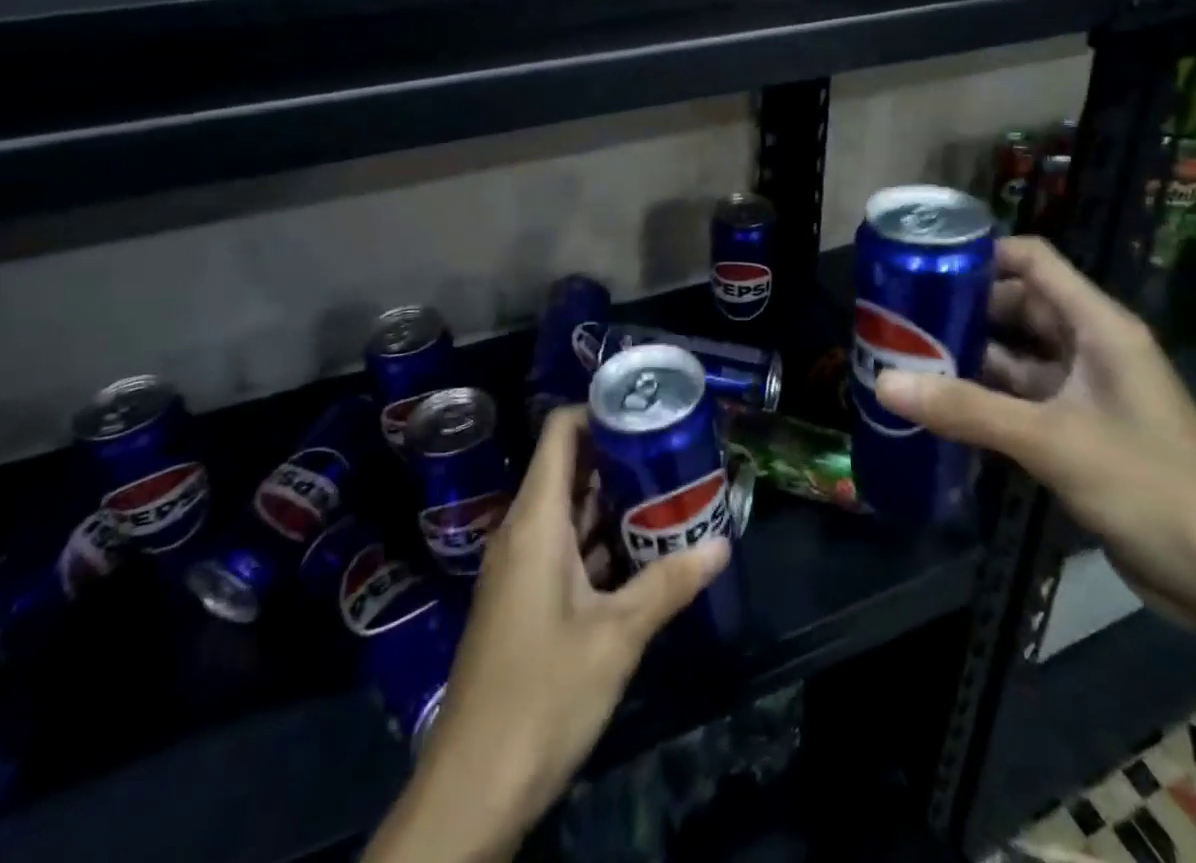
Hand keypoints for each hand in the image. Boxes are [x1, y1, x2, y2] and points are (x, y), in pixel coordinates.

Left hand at [404, 407, 729, 853]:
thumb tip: (722, 544)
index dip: (598, 411)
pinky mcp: (526, 599)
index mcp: (535, 521)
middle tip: (673, 450)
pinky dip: (601, 540)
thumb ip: (668, 585)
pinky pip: (565, 547)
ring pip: (569, 511)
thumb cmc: (542, 694)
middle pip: (569, 468)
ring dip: (614, 501)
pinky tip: (643, 550)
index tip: (646, 411)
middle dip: (619, 456)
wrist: (473, 785)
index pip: (560, 433)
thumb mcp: (616, 637)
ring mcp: (521, 567)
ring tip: (669, 489)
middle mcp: (523, 532)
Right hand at [874, 236, 1195, 633]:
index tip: (922, 264)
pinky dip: (981, 398)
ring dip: (967, 356)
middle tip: (897, 317)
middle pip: (1017, 306)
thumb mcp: (1052, 441)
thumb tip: (884, 383)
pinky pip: (1018, 399)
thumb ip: (967, 410)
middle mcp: (1091, 347)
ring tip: (903, 356)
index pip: (1034, 261)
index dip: (981, 254)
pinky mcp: (1077, 431)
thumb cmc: (1152, 489)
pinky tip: (937, 406)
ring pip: (1014, 355)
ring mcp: (1084, 391)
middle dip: (962, 309)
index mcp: (1099, 327)